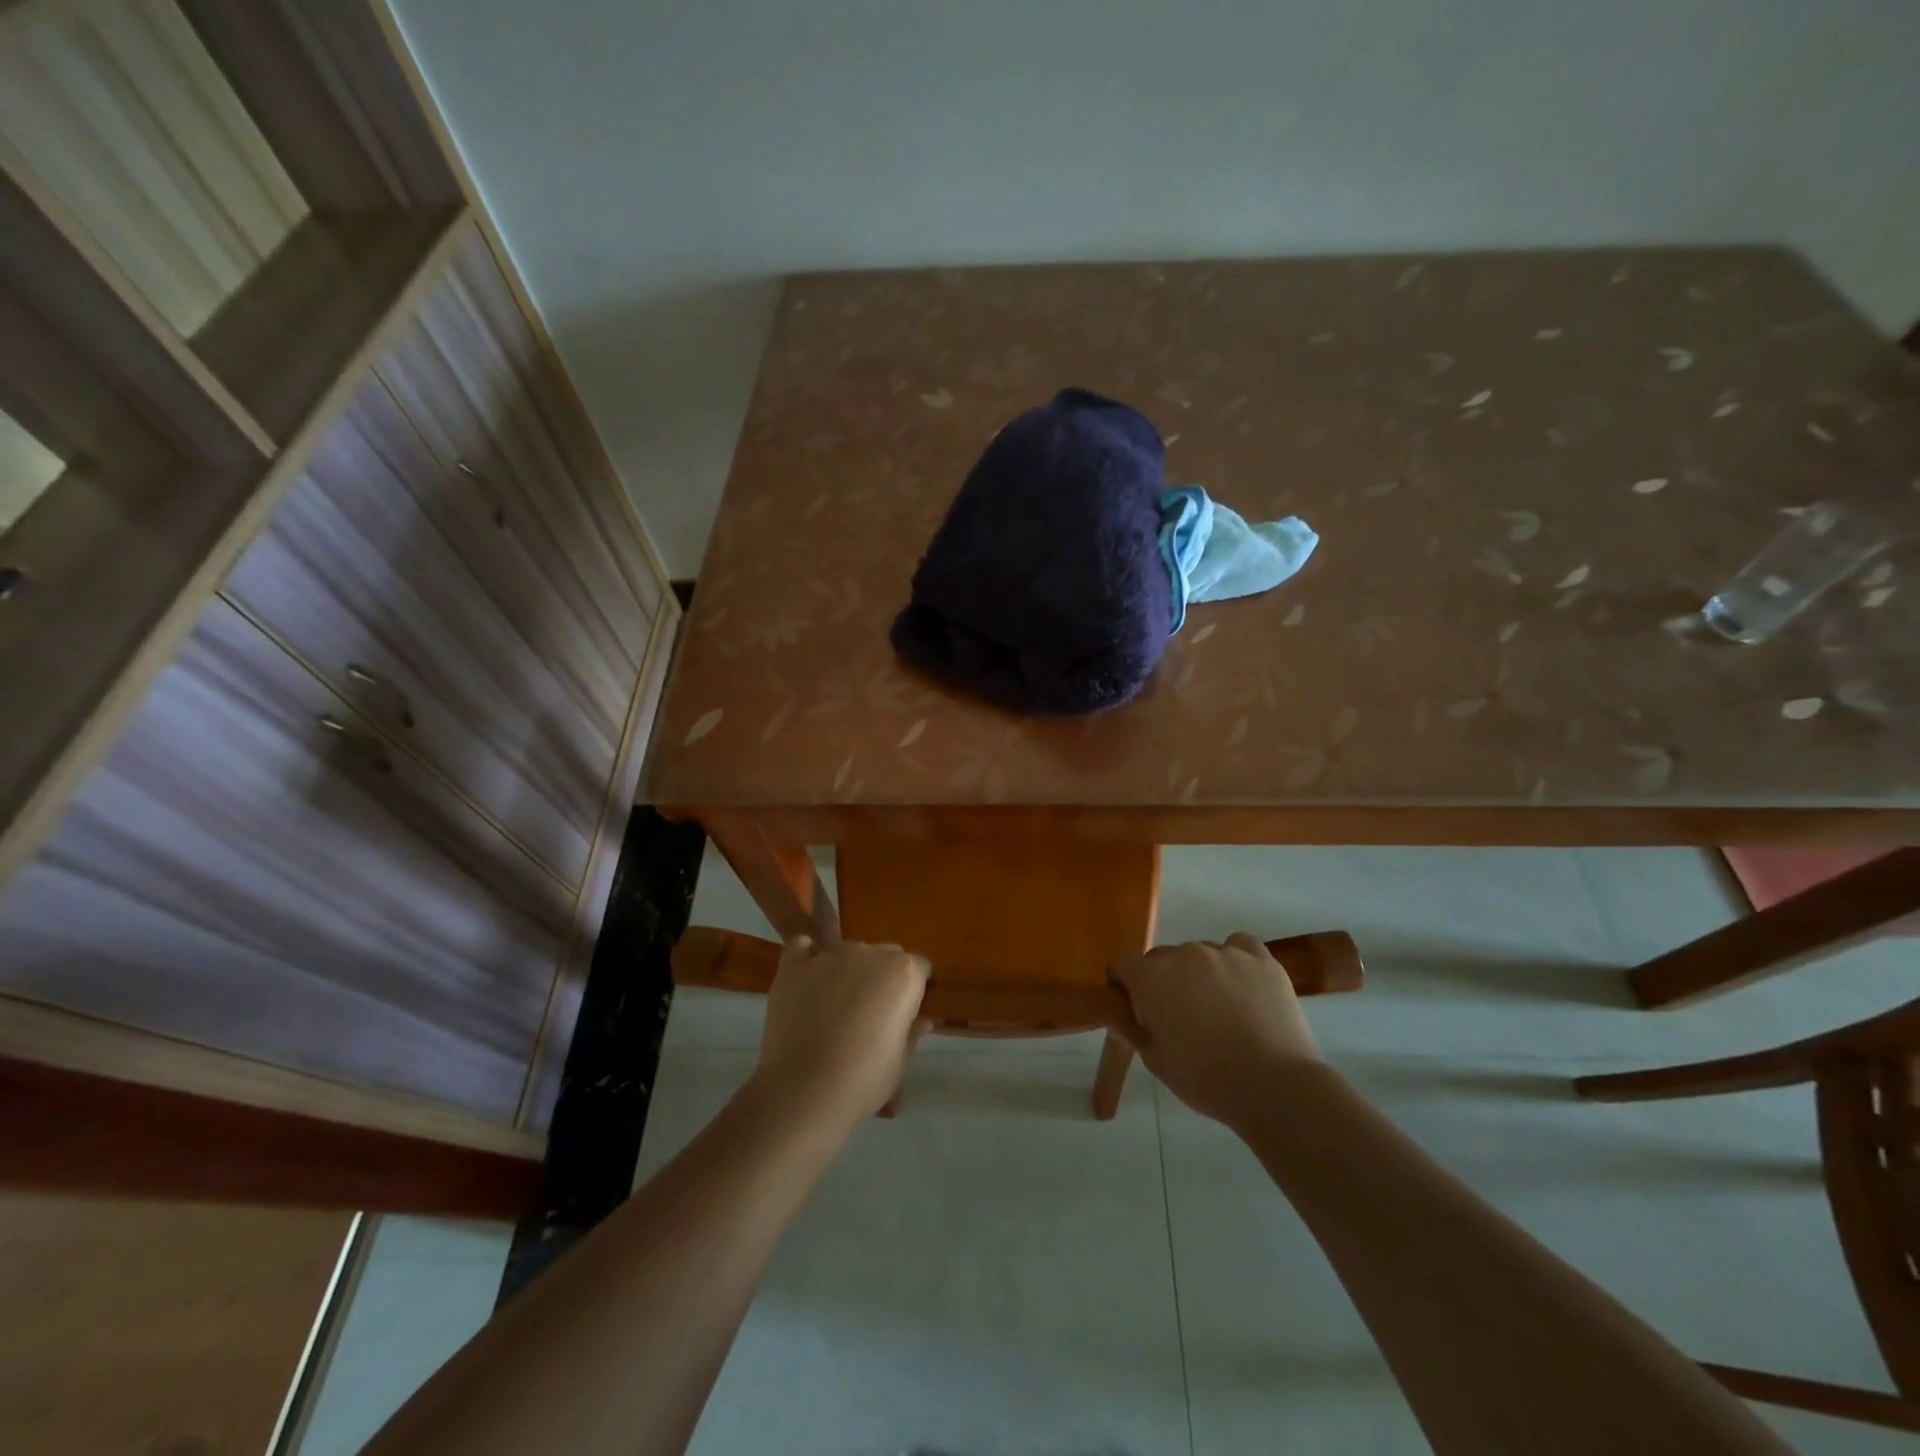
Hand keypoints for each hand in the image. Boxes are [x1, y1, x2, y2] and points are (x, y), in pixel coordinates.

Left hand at [749, 937, 930, 1131]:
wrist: (804, 1091)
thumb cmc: (863, 1080)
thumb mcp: (900, 1062)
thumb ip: (912, 1032)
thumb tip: (923, 1020)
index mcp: (903, 974)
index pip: (920, 967)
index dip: (916, 988)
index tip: (908, 1010)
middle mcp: (869, 953)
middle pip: (885, 954)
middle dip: (883, 975)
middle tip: (872, 1010)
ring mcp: (830, 955)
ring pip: (847, 951)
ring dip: (847, 969)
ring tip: (834, 1004)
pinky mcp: (795, 965)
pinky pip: (804, 947)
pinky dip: (807, 957)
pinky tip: (807, 980)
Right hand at [1111, 933, 1323, 1126]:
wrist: (1274, 1086)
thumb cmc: (1205, 1078)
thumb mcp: (1156, 1061)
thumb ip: (1131, 1028)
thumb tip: (1115, 1012)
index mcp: (1151, 977)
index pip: (1121, 962)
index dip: (1123, 982)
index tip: (1133, 1006)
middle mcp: (1183, 954)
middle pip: (1161, 958)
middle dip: (1162, 981)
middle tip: (1178, 1016)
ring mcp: (1224, 952)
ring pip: (1199, 954)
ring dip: (1199, 974)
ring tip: (1219, 1008)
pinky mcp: (1260, 959)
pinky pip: (1239, 946)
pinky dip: (1236, 960)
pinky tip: (1243, 985)